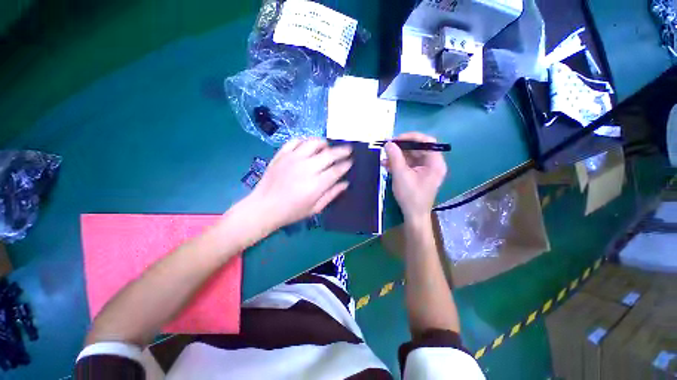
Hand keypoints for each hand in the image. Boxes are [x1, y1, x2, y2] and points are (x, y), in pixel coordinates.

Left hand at [246, 138, 351, 231]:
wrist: (264, 207)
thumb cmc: (291, 212)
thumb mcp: (315, 208)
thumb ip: (331, 194)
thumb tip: (345, 183)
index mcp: (316, 184)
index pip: (336, 170)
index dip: (346, 165)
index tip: (351, 162)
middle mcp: (306, 168)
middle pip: (329, 154)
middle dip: (342, 151)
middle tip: (348, 149)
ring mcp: (293, 159)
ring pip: (313, 143)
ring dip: (324, 143)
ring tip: (328, 147)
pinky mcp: (281, 155)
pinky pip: (295, 141)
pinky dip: (305, 141)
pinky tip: (308, 146)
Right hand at [384, 132, 446, 222]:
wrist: (413, 215)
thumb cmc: (410, 195)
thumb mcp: (401, 175)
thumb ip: (395, 157)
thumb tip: (388, 143)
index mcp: (435, 162)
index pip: (427, 141)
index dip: (411, 137)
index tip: (396, 139)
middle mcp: (433, 164)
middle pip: (418, 148)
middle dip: (401, 147)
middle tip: (387, 147)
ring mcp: (426, 170)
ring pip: (412, 156)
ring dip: (398, 156)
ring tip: (384, 157)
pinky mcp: (418, 175)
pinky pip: (409, 164)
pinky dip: (398, 163)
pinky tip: (387, 165)